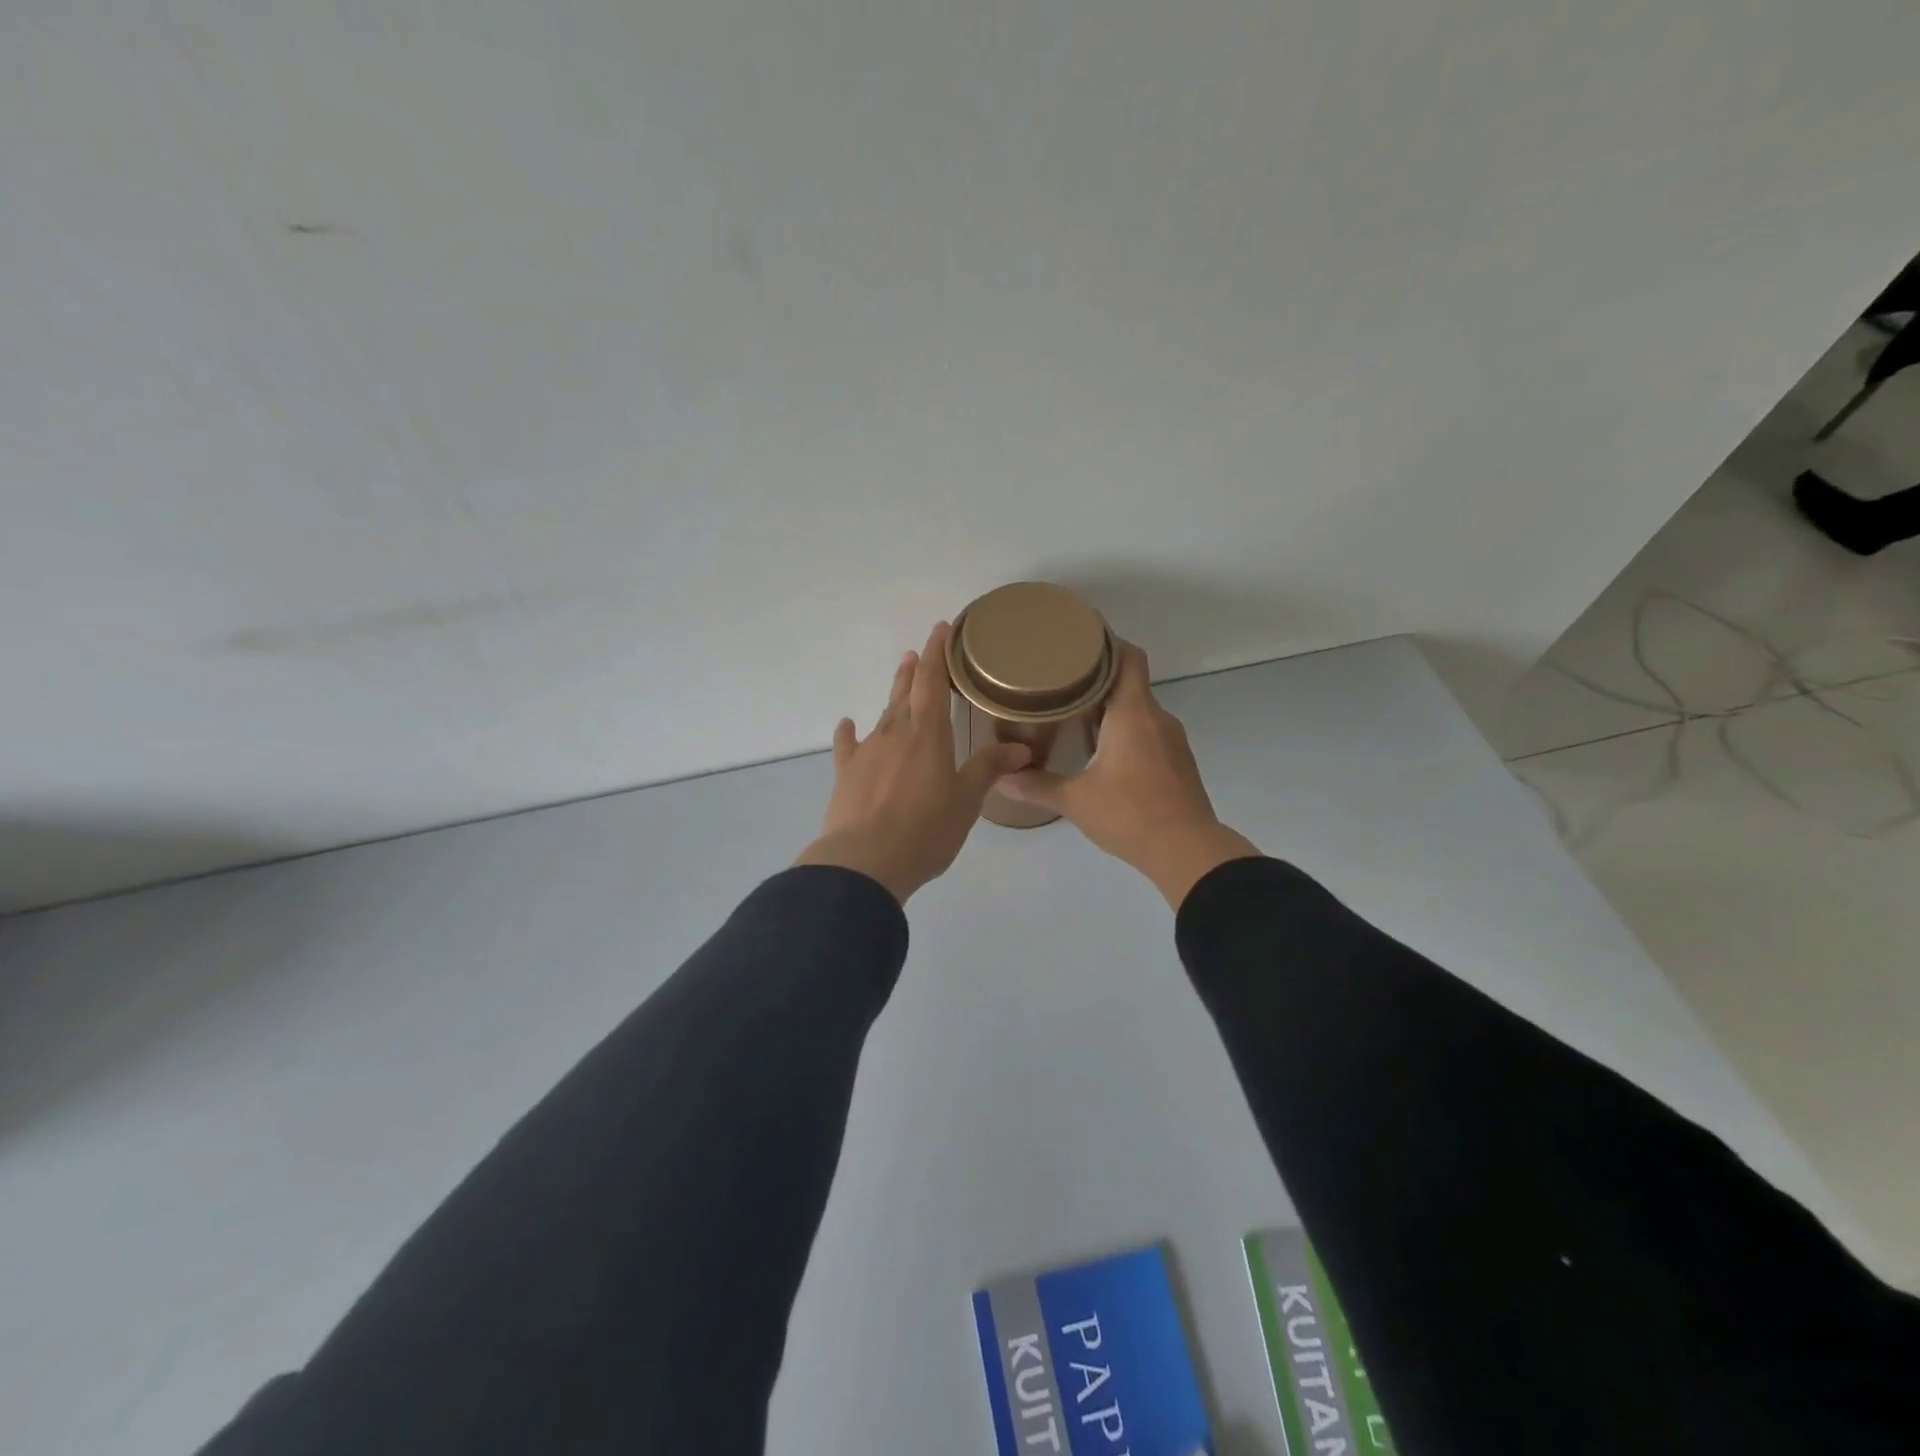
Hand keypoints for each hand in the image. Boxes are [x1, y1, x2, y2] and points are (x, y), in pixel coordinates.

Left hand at [794, 623, 1031, 903]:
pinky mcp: (845, 774)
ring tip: (898, 677)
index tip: (941, 628)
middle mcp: (895, 734)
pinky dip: (848, 734)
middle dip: (914, 670)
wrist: (865, 861)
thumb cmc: (925, 830)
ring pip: (882, 715)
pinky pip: (847, 746)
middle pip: (906, 694)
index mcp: (928, 734)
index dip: (937, 653)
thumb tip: (1021, 748)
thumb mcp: (966, 801)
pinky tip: (846, 725)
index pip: (933, 682)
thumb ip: (988, 769)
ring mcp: (866, 752)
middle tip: (917, 652)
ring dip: (892, 696)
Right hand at [997, 641, 1259, 907]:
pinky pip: (1149, 732)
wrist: (1188, 851)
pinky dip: (1126, 730)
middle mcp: (1157, 718)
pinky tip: (1102, 751)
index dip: (1107, 644)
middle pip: (1129, 682)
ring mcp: (1172, 740)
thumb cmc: (1130, 815)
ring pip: (1139, 710)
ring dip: (1111, 708)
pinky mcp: (1178, 762)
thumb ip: (1036, 785)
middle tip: (1060, 682)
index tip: (1078, 643)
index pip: (1129, 658)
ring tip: (1074, 715)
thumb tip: (999, 778)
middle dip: (1097, 680)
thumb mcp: (1075, 801)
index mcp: (1133, 714)